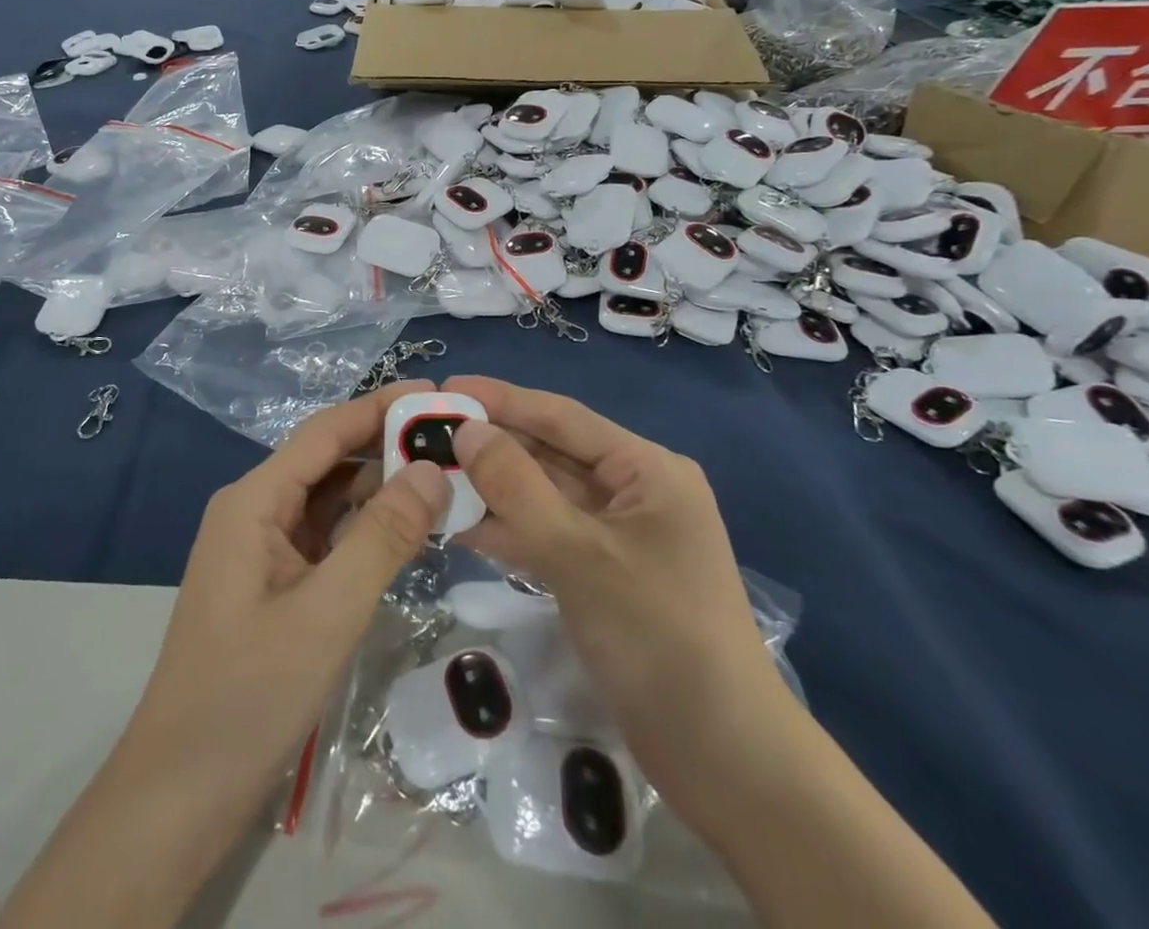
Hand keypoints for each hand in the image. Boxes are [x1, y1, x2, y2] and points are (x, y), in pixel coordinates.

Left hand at [0, 383, 450, 928]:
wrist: (181, 794)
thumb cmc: (250, 695)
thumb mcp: (328, 612)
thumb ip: (383, 536)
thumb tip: (432, 469)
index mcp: (254, 500)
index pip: (326, 432)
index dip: (380, 407)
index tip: (436, 395)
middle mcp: (256, 510)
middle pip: (329, 460)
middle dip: (387, 446)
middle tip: (454, 441)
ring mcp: (264, 548)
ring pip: (331, 499)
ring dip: (381, 488)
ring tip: (444, 479)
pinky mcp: (276, 582)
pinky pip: (327, 536)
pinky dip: (367, 527)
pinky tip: (409, 530)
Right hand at [440, 376, 796, 835]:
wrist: (723, 760)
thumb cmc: (659, 637)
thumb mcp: (580, 553)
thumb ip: (517, 487)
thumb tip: (467, 431)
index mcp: (646, 469)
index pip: (562, 417)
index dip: (502, 399)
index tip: (446, 389)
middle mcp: (632, 491)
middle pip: (549, 454)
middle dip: (491, 446)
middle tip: (425, 435)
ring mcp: (616, 536)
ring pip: (542, 496)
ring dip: (492, 489)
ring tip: (429, 476)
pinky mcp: (601, 575)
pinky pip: (546, 536)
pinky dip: (507, 529)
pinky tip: (457, 524)